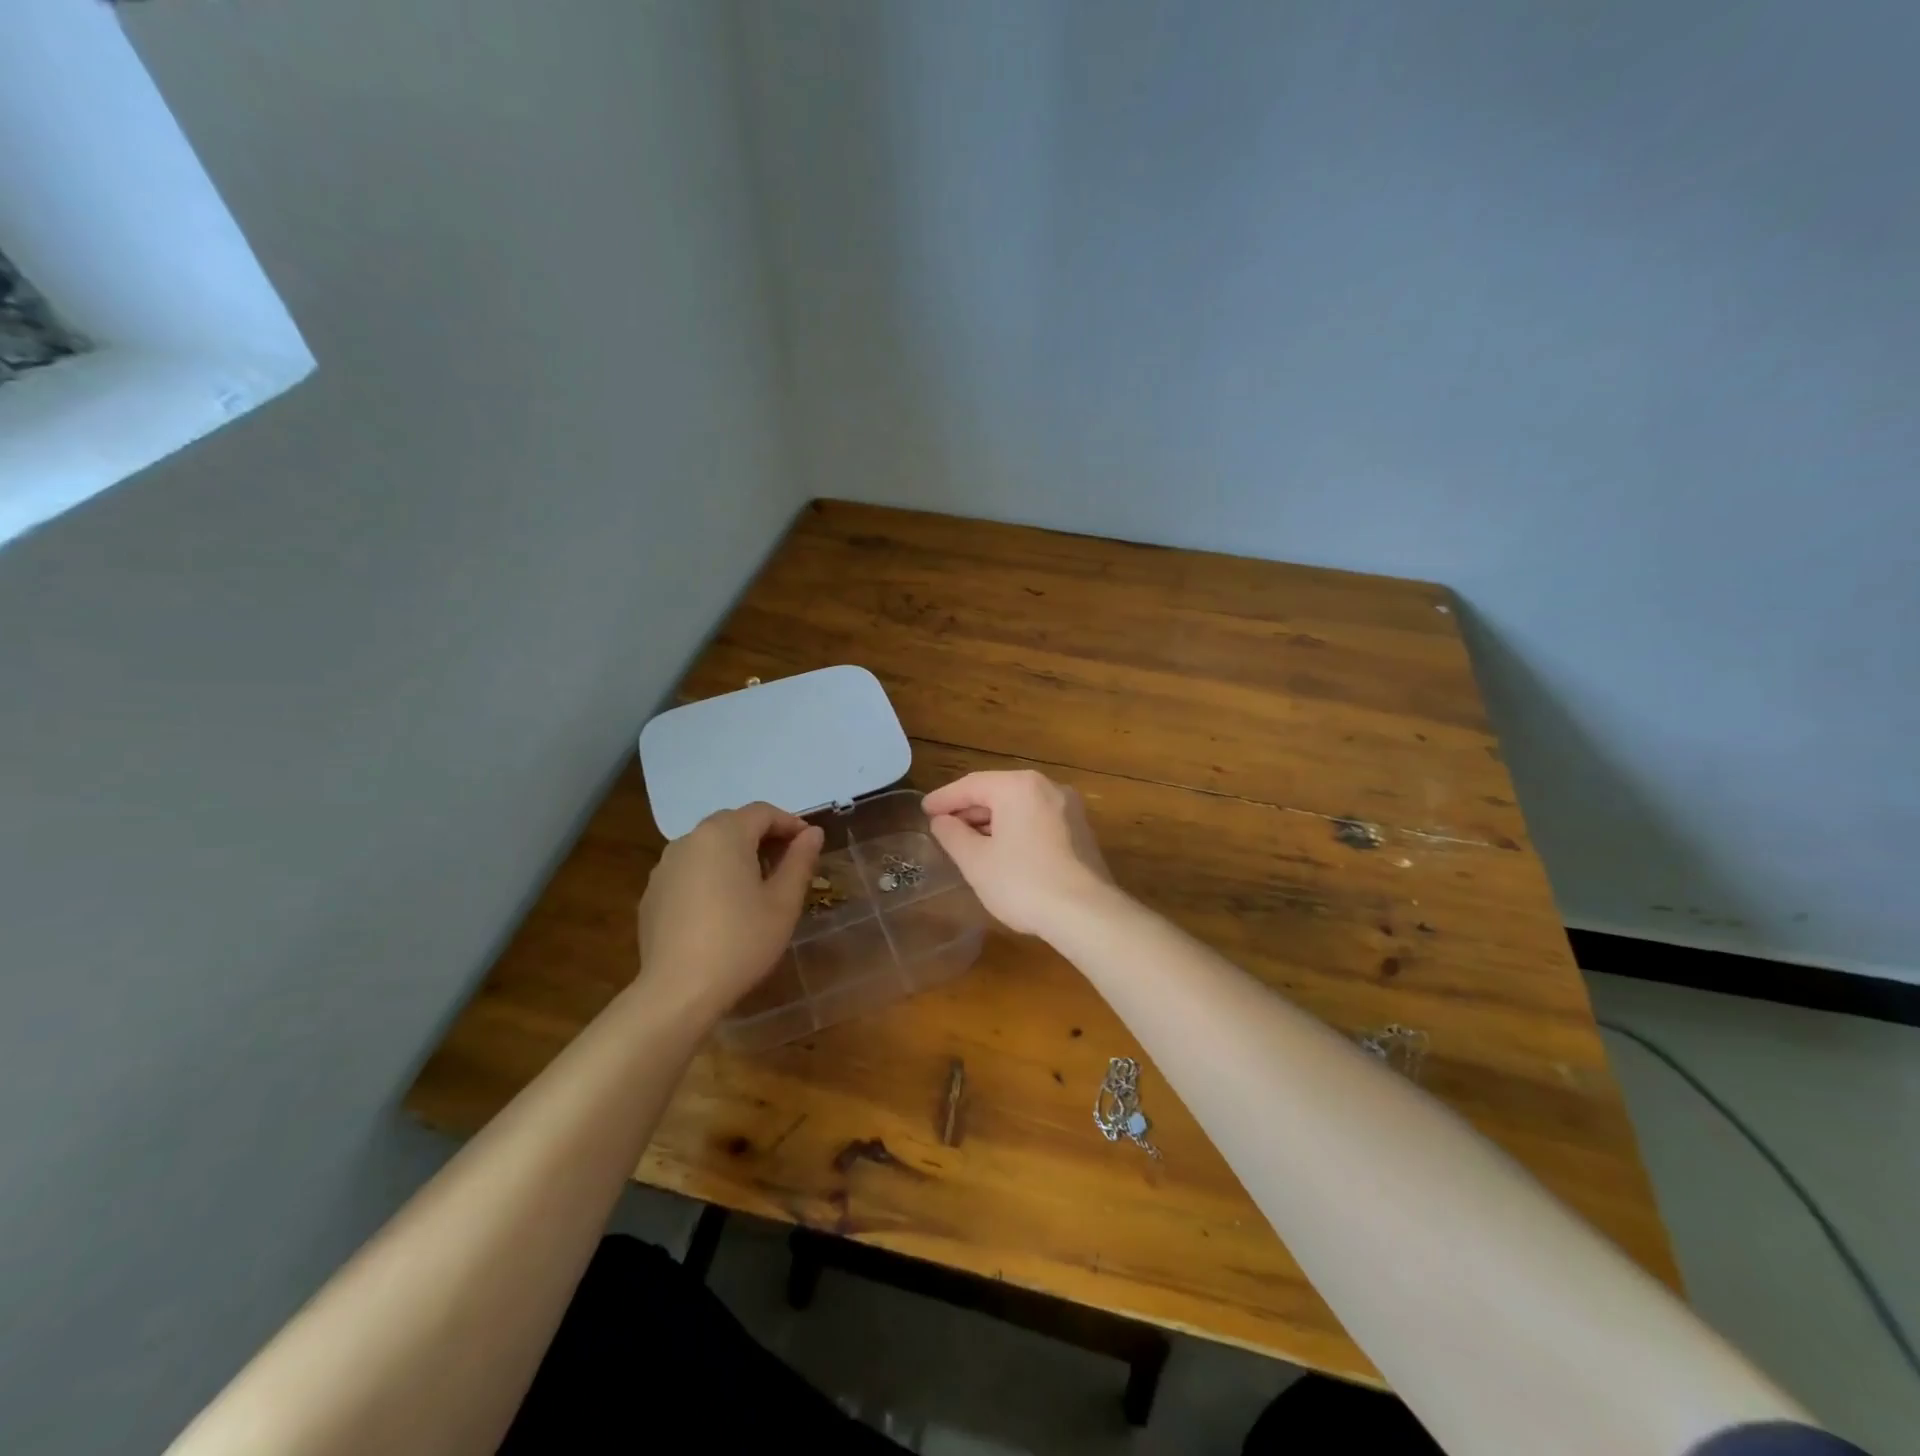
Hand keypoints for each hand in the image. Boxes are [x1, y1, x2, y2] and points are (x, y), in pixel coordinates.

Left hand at [637, 803, 823, 1021]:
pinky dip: (711, 875)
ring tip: (756, 886)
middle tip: (787, 863)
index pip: (763, 812)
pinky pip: (690, 870)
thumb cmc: (741, 941)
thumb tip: (812, 833)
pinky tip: (722, 908)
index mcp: (724, 834)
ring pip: (709, 846)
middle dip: (763, 836)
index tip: (809, 844)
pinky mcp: (652, 893)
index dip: (790, 823)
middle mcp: (690, 840)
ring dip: (736, 855)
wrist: (678, 991)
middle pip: (733, 824)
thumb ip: (800, 860)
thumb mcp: (783, 902)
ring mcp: (665, 866)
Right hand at [923, 770, 1120, 936]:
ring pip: (1020, 806)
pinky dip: (1015, 828)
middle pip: (998, 791)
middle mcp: (1047, 787)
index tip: (924, 810)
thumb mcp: (976, 861)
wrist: (1086, 913)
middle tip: (943, 827)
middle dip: (969, 809)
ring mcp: (1068, 807)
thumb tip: (942, 821)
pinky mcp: (1080, 830)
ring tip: (968, 841)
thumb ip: (953, 835)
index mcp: (1018, 786)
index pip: (971, 785)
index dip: (944, 798)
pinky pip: (1038, 819)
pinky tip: (1002, 850)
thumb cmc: (1023, 883)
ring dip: (992, 821)